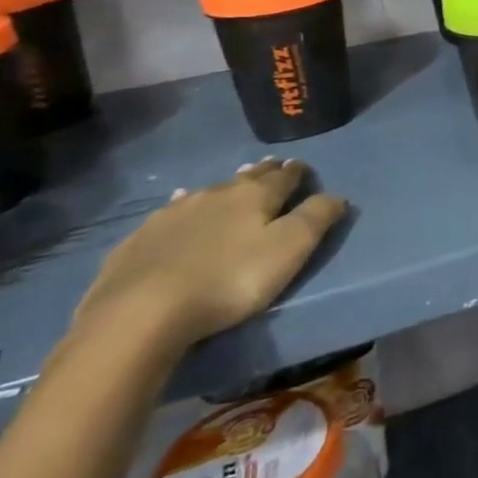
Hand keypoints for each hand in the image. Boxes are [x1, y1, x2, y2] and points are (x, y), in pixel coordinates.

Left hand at [71, 158, 346, 355]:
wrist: (141, 311)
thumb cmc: (230, 280)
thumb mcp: (289, 250)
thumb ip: (316, 218)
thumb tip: (336, 195)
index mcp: (255, 196)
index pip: (284, 176)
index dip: (296, 172)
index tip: (302, 166)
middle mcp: (216, 194)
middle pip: (246, 179)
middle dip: (263, 172)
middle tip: (272, 166)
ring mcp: (174, 213)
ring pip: (209, 191)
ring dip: (225, 188)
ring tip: (233, 184)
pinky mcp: (142, 238)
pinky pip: (172, 211)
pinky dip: (185, 206)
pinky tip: (179, 205)